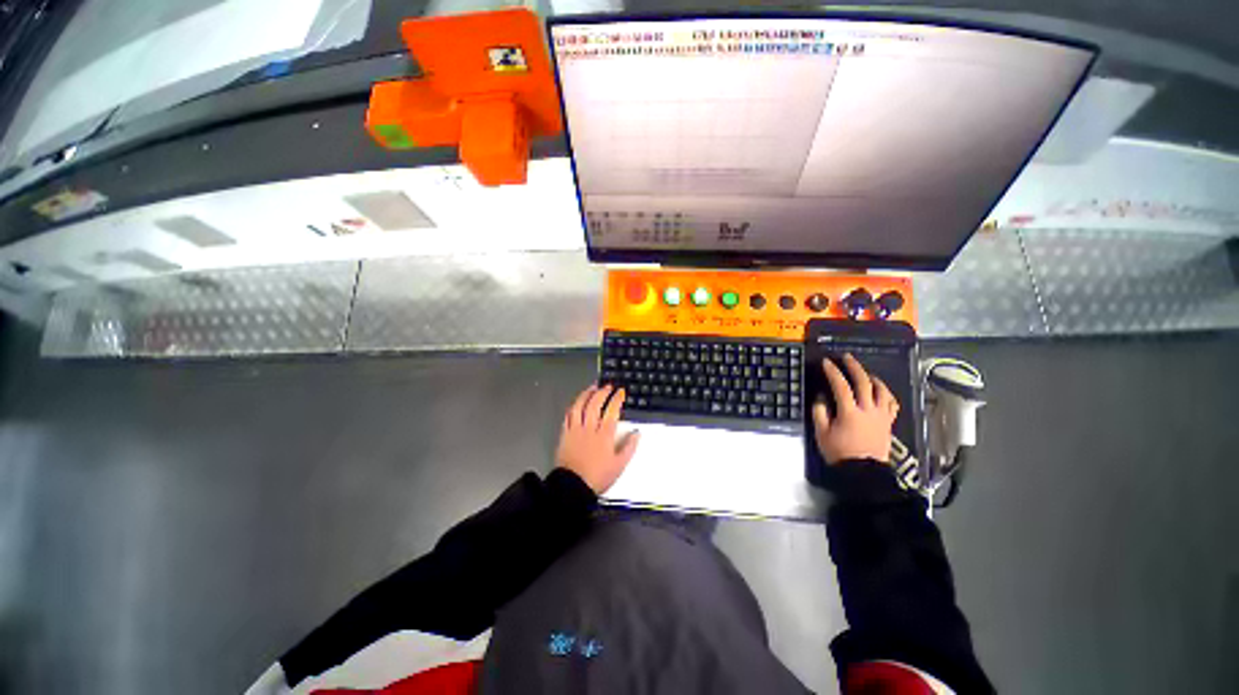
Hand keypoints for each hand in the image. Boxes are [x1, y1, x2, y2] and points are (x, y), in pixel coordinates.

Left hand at [556, 384, 639, 493]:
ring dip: (586, 394)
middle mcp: (589, 428)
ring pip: (579, 406)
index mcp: (604, 435)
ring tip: (592, 388)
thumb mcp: (619, 465)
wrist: (572, 487)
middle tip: (607, 386)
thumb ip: (629, 447)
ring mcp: (575, 430)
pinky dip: (574, 406)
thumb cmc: (598, 476)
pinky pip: (568, 415)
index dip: (617, 399)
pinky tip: (577, 402)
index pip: (612, 411)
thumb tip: (636, 433)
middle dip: (602, 392)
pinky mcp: (565, 434)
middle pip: (595, 404)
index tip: (621, 392)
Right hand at [811, 353, 898, 464]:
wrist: (863, 472)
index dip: (833, 372)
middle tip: (847, 357)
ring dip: (873, 378)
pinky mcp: (888, 423)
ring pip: (882, 391)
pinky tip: (881, 392)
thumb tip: (821, 397)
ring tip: (866, 373)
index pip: (841, 386)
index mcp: (850, 412)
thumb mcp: (822, 433)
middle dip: (855, 367)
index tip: (827, 362)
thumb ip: (820, 413)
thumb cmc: (840, 453)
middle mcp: (868, 410)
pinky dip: (886, 395)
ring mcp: (881, 416)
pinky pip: (891, 404)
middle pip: (864, 383)